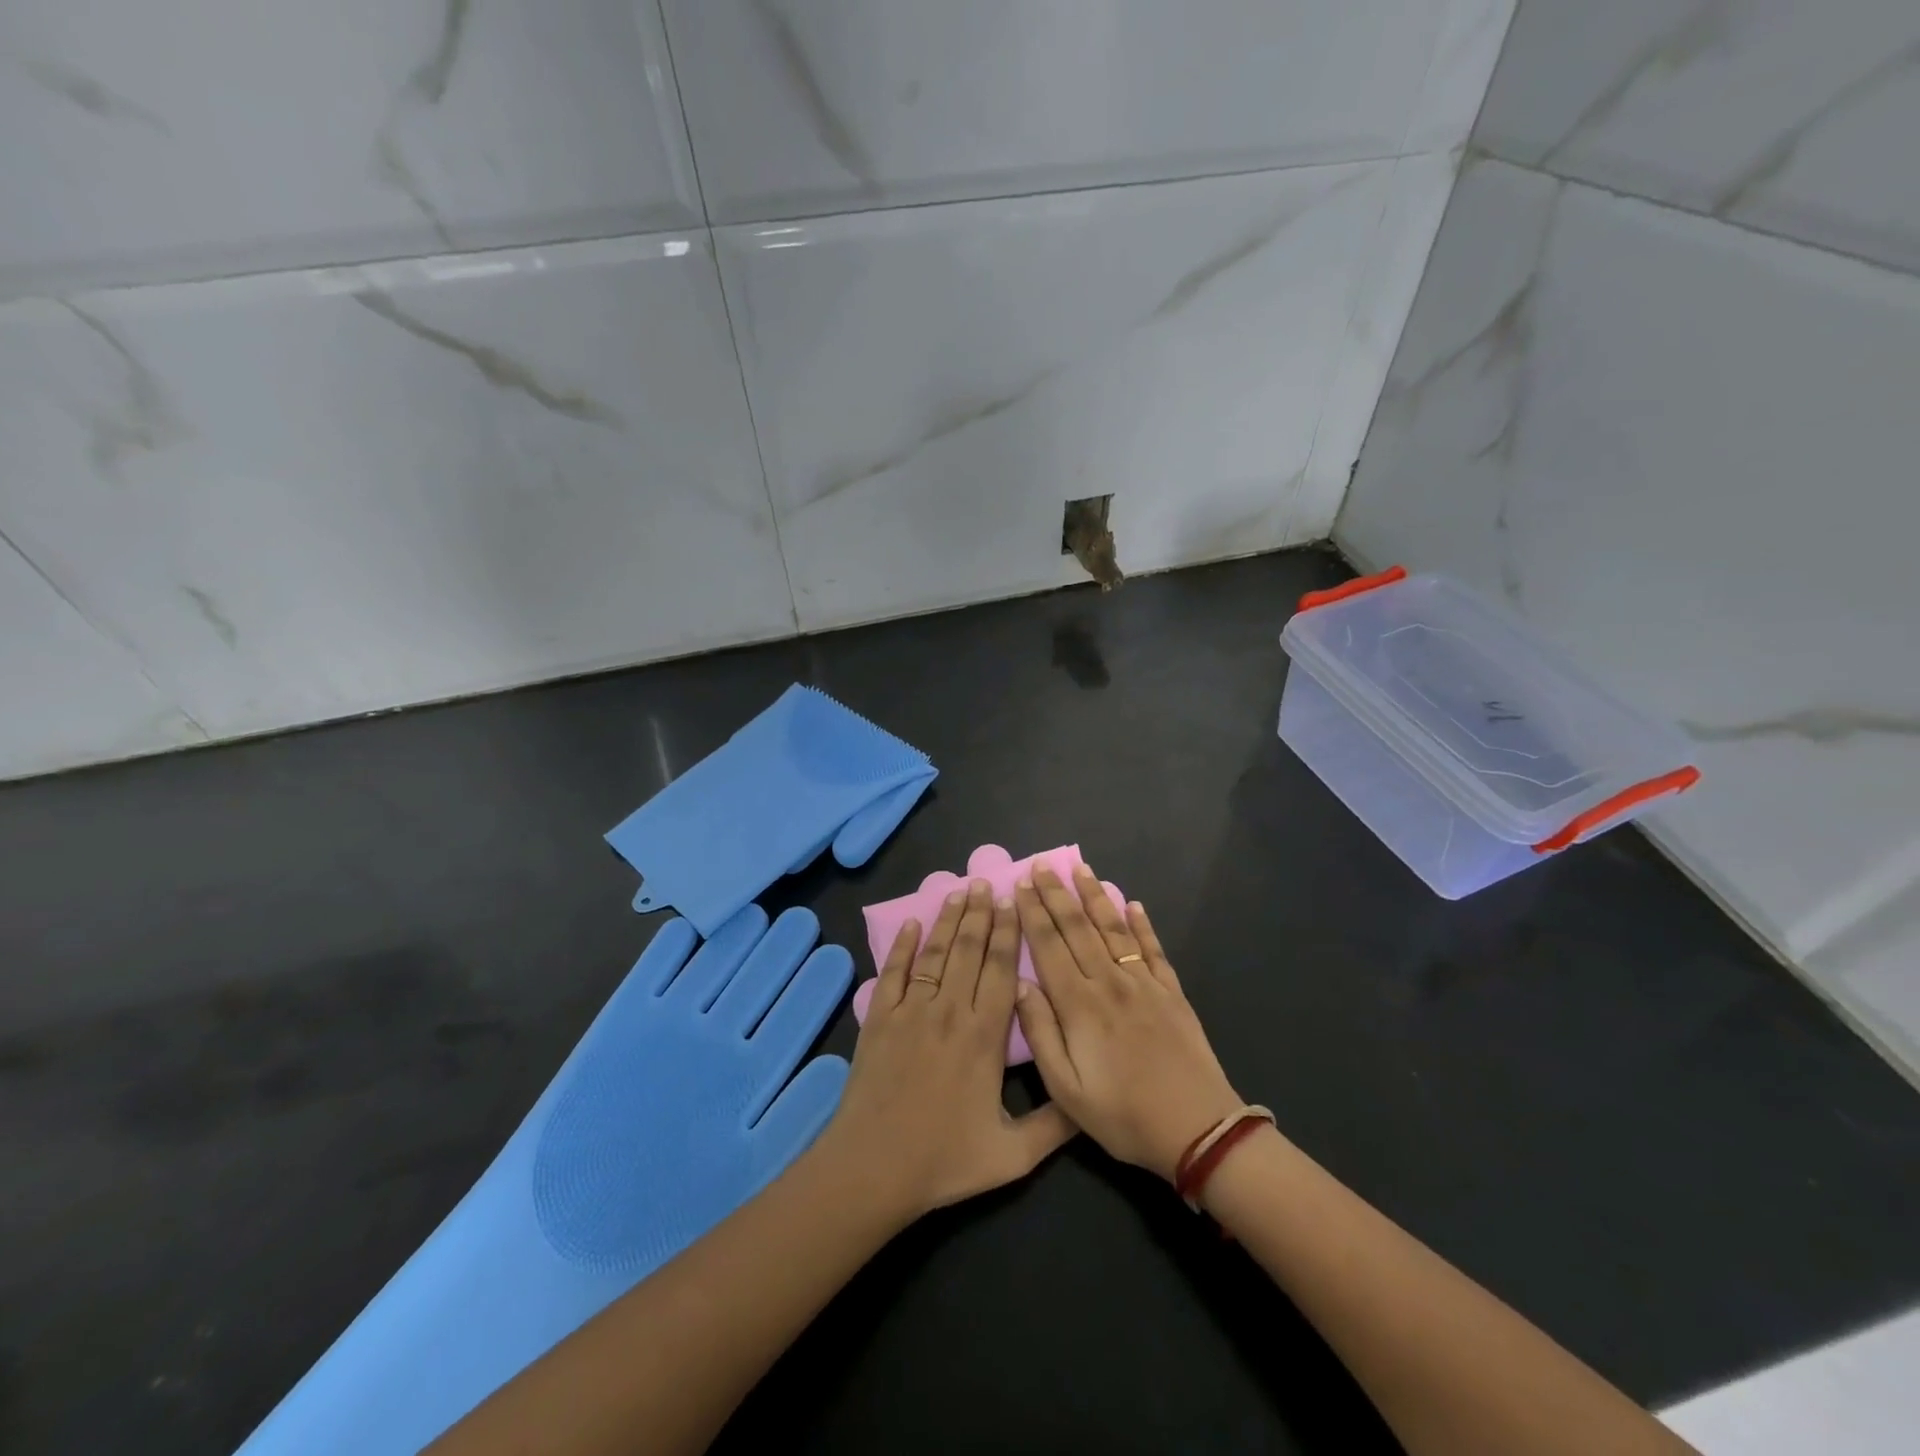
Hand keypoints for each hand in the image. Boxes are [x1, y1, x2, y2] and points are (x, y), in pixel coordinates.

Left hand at [818, 879, 1076, 1222]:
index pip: (1001, 970)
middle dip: (979, 914)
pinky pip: (893, 972)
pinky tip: (912, 923)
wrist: (873, 1167)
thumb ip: (1055, 1126)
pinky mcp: (879, 1019)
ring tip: (958, 890)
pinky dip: (903, 946)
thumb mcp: (1012, 1155)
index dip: (1008, 934)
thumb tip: (1090, 1102)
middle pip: (968, 950)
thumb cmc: (944, 1160)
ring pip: (935, 954)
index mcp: (985, 1036)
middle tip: (986, 882)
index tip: (1013, 903)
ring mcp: (911, 1011)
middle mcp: (950, 1011)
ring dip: (947, 920)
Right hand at [1013, 864, 1242, 1180]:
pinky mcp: (1171, 992)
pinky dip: (1142, 924)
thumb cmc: (1124, 1115)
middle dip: (1057, 894)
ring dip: (1095, 896)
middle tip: (1042, 865)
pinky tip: (1132, 904)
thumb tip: (1021, 984)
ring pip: (1113, 929)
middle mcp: (1109, 983)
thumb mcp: (1067, 1090)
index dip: (1033, 913)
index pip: (1049, 946)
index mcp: (1079, 1005)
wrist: (1199, 1129)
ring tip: (1080, 868)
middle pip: (1078, 928)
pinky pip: (1152, 949)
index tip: (1022, 884)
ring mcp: (1144, 984)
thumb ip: (1040, 1034)